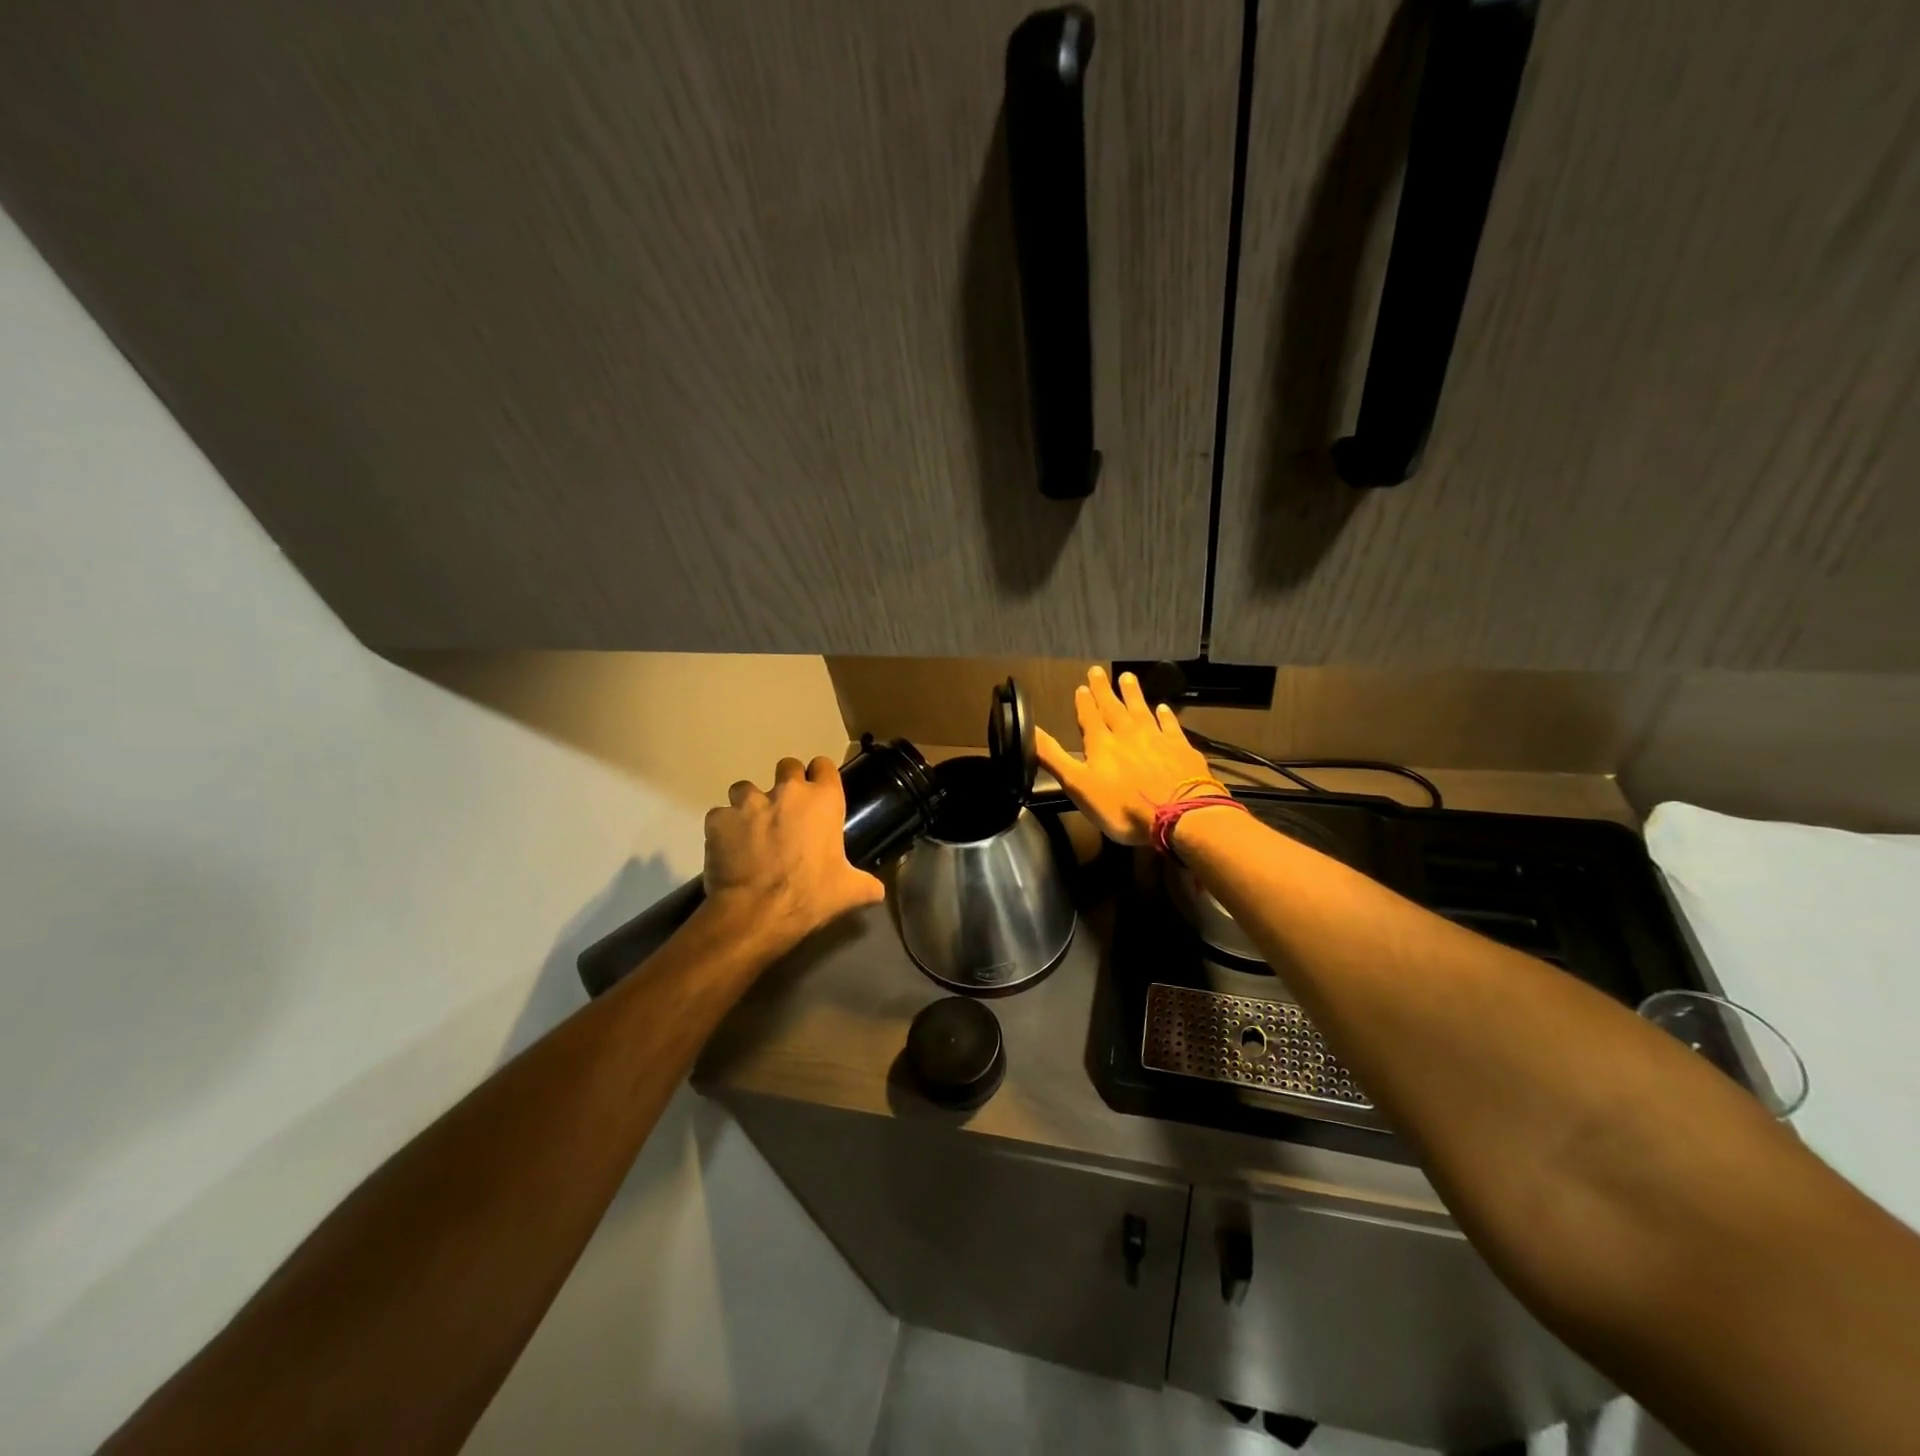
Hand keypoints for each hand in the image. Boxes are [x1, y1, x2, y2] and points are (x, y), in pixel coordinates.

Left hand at [701, 757, 884, 950]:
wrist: (757, 913)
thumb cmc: (811, 896)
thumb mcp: (849, 892)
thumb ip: (867, 884)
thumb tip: (878, 890)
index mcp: (823, 800)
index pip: (824, 765)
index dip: (820, 777)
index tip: (818, 794)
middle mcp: (787, 791)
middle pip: (787, 766)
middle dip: (786, 784)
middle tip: (786, 813)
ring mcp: (749, 802)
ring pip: (746, 788)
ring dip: (750, 804)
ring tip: (751, 830)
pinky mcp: (719, 819)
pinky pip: (720, 816)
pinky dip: (724, 829)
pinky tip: (728, 849)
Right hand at [1035, 666, 1224, 845]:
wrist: (1178, 815)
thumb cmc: (1122, 806)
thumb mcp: (1078, 785)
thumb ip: (1053, 757)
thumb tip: (1029, 730)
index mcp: (1101, 744)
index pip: (1090, 717)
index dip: (1085, 702)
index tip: (1082, 686)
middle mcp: (1128, 734)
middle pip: (1114, 707)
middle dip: (1104, 690)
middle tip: (1099, 671)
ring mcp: (1157, 739)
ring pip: (1142, 710)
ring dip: (1133, 694)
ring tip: (1127, 677)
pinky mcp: (1181, 749)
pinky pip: (1171, 726)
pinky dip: (1166, 715)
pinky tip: (1164, 708)